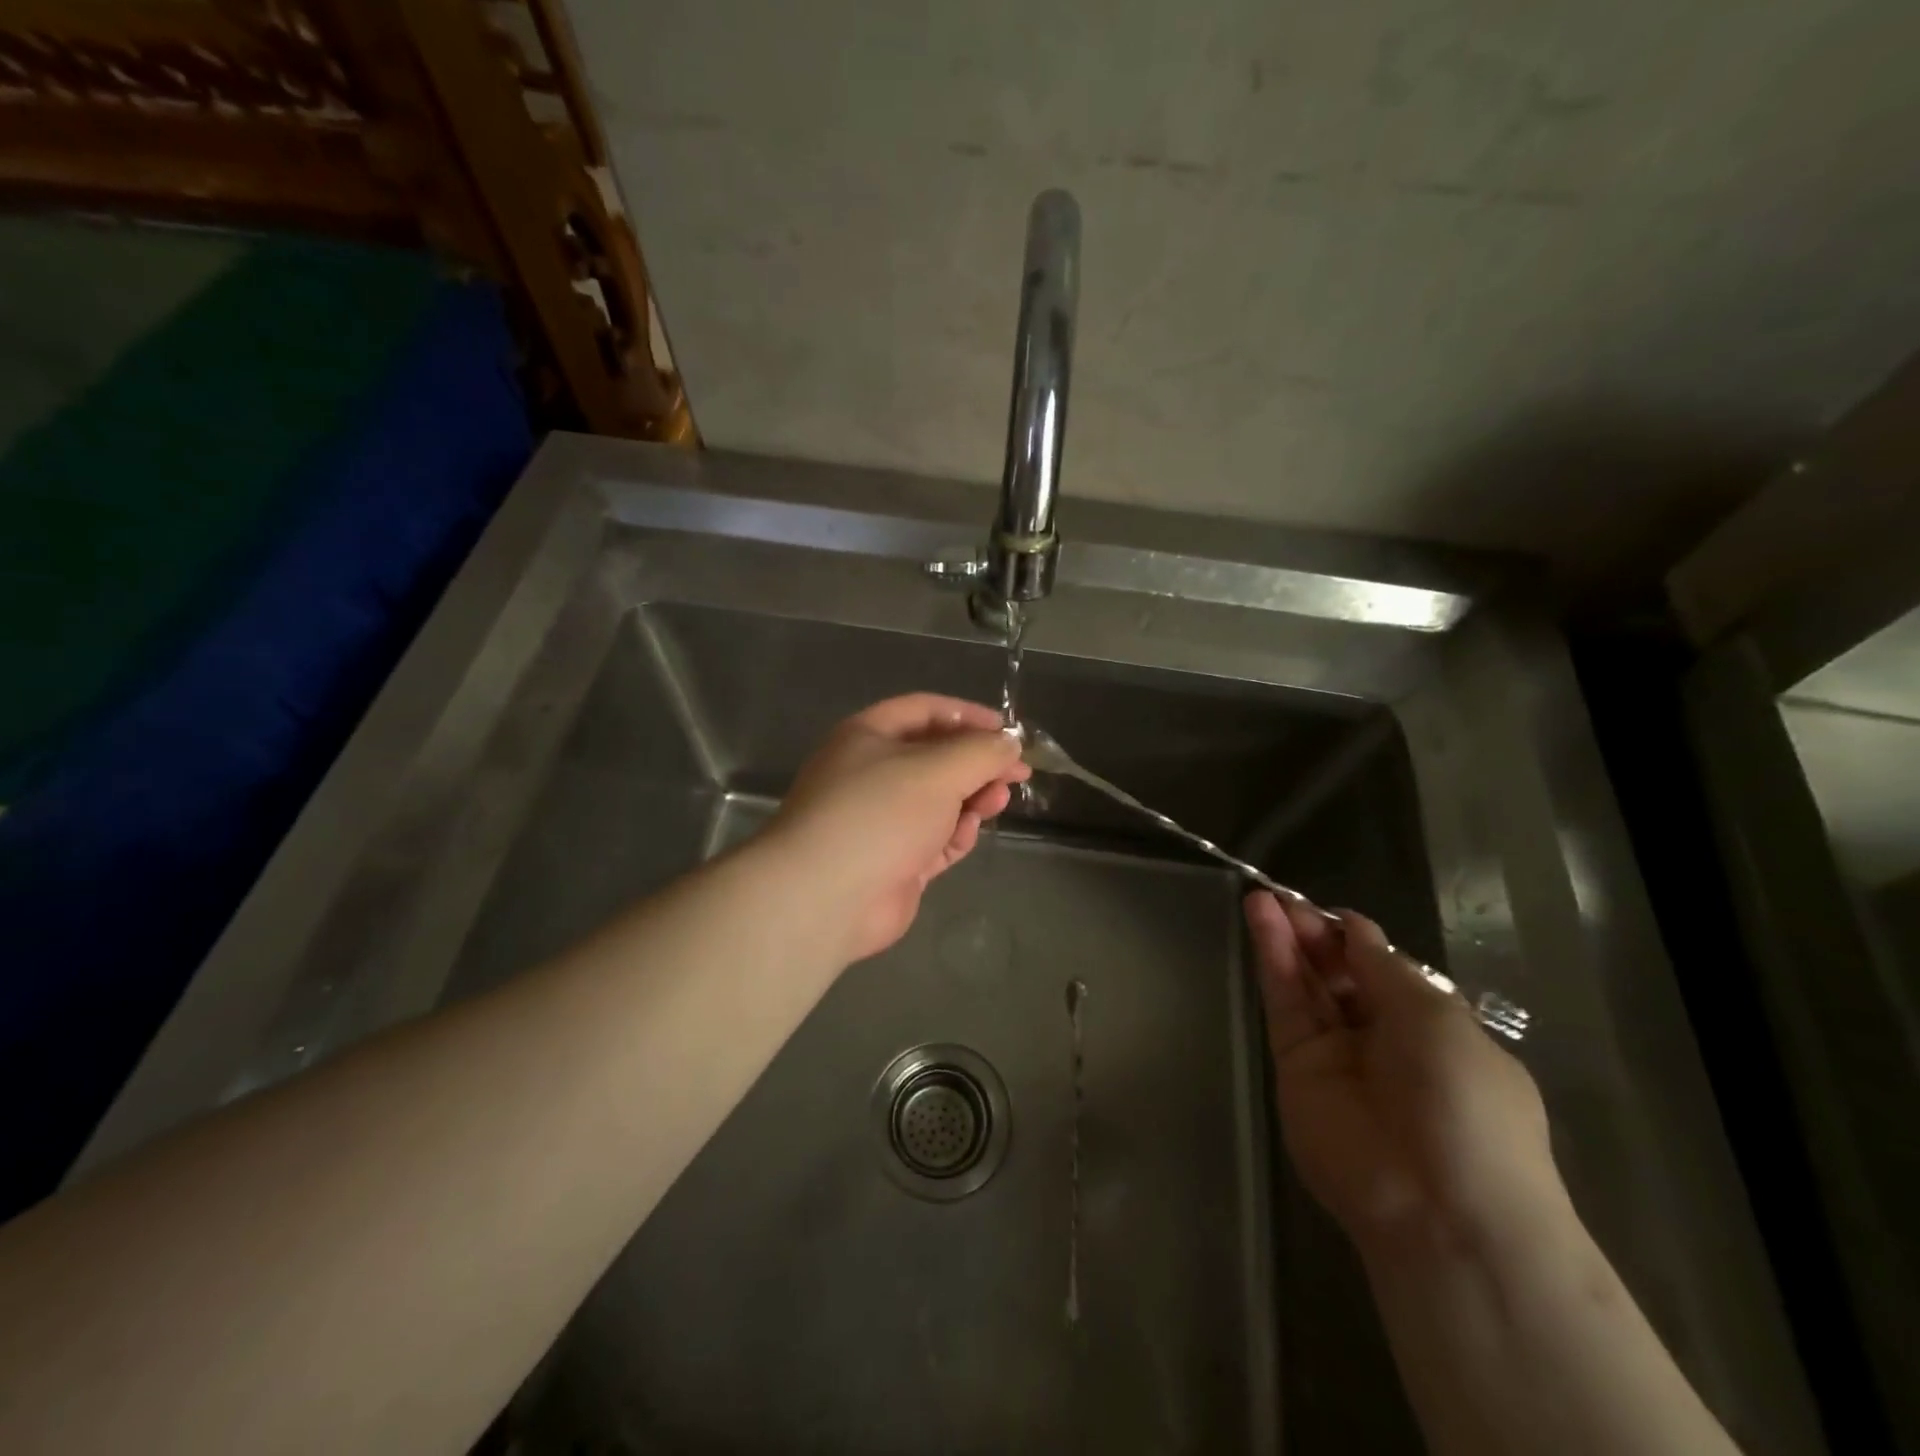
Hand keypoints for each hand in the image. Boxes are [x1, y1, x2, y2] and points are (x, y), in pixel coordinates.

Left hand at [764, 695, 1030, 962]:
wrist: (826, 897)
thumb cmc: (879, 814)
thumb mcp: (937, 770)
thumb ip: (981, 752)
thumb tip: (1009, 744)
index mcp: (869, 736)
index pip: (925, 711)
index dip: (968, 716)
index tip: (1008, 732)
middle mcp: (872, 773)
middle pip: (936, 758)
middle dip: (978, 763)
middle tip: (1017, 773)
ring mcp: (882, 820)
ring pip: (939, 801)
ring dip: (972, 798)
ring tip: (997, 803)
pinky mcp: (894, 861)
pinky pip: (934, 839)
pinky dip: (955, 834)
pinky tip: (967, 834)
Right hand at [1244, 891, 1559, 1250]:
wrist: (1438, 1206)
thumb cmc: (1466, 1103)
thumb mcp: (1437, 1018)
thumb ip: (1383, 967)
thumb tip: (1354, 928)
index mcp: (1433, 1028)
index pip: (1384, 969)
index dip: (1356, 937)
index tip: (1327, 910)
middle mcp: (1381, 1038)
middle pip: (1339, 972)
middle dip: (1315, 933)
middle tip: (1284, 897)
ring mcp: (1335, 1053)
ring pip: (1306, 982)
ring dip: (1286, 937)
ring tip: (1261, 896)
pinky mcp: (1294, 1065)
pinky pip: (1284, 1002)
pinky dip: (1272, 958)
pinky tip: (1259, 918)